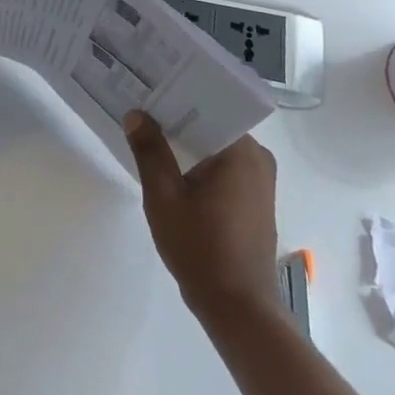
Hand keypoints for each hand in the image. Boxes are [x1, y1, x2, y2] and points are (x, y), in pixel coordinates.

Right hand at [123, 112, 280, 320]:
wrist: (238, 307)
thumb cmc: (200, 248)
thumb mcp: (164, 197)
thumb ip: (150, 151)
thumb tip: (136, 114)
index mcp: (242, 151)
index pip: (210, 106)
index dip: (177, 95)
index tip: (149, 88)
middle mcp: (257, 159)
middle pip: (213, 125)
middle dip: (177, 118)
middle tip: (140, 107)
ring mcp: (259, 181)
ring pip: (216, 147)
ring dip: (186, 142)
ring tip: (148, 131)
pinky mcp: (253, 200)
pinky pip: (222, 167)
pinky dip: (198, 163)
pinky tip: (169, 167)